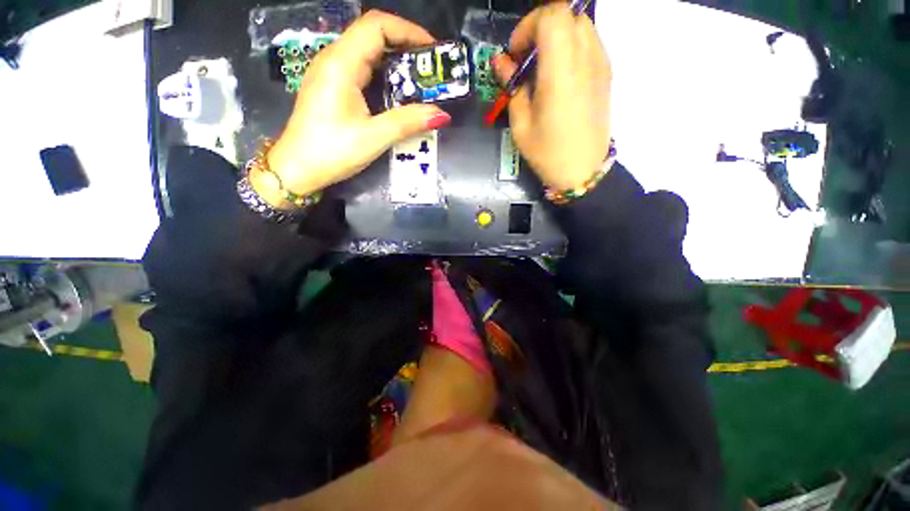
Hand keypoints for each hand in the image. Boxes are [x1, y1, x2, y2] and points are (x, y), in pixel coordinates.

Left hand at [255, 11, 451, 205]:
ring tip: (420, 78)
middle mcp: (333, 59)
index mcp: (340, 64)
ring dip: (395, 58)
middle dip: (405, 44)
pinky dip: (383, 72)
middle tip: (431, 67)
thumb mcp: (373, 138)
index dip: (408, 31)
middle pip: (372, 34)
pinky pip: (361, 67)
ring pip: (366, 50)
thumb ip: (407, 122)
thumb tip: (441, 115)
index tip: (432, 51)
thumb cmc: (332, 152)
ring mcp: (330, 72)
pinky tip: (396, 90)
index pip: (376, 26)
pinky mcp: (331, 85)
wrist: (298, 168)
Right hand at [492, 3, 611, 191]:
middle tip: (526, 59)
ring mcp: (600, 63)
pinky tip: (559, 74)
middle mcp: (586, 58)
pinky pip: (589, 41)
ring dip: (556, 36)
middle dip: (540, 28)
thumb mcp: (521, 125)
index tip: (515, 55)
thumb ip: (512, 86)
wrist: (583, 171)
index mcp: (561, 71)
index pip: (551, 16)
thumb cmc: (548, 153)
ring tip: (541, 67)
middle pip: (565, 13)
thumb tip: (500, 62)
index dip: (527, 27)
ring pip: (579, 24)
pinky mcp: (606, 72)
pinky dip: (570, 46)